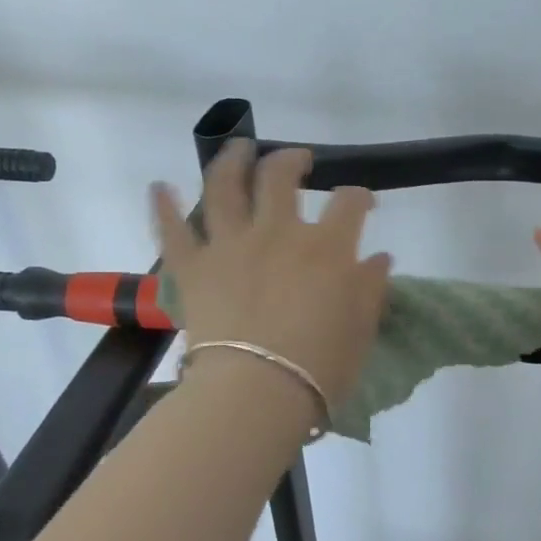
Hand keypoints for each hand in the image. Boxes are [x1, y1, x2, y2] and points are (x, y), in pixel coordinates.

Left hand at [152, 141, 391, 408]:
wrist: (257, 392)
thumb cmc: (320, 366)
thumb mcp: (361, 328)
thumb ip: (371, 287)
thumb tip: (379, 258)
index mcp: (326, 247)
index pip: (349, 203)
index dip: (359, 197)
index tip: (363, 204)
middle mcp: (278, 232)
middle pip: (281, 176)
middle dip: (292, 159)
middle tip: (298, 160)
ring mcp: (230, 245)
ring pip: (224, 186)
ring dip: (231, 160)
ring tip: (237, 148)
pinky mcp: (192, 268)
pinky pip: (173, 230)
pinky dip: (164, 206)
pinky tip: (160, 187)